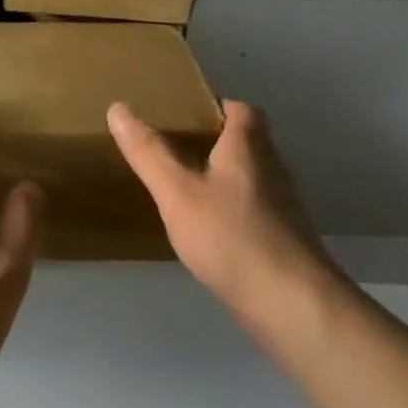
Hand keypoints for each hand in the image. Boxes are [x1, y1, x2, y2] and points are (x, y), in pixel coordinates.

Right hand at [108, 98, 348, 344]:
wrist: (289, 302)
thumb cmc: (230, 236)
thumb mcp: (177, 191)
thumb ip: (148, 152)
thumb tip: (118, 108)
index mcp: (248, 148)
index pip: (241, 110)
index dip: (217, 105)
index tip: (185, 113)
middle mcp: (271, 170)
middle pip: (248, 142)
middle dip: (216, 140)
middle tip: (175, 147)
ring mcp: (281, 207)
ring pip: (250, 177)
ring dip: (223, 175)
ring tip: (184, 184)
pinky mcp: (281, 239)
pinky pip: (252, 209)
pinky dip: (230, 208)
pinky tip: (206, 228)